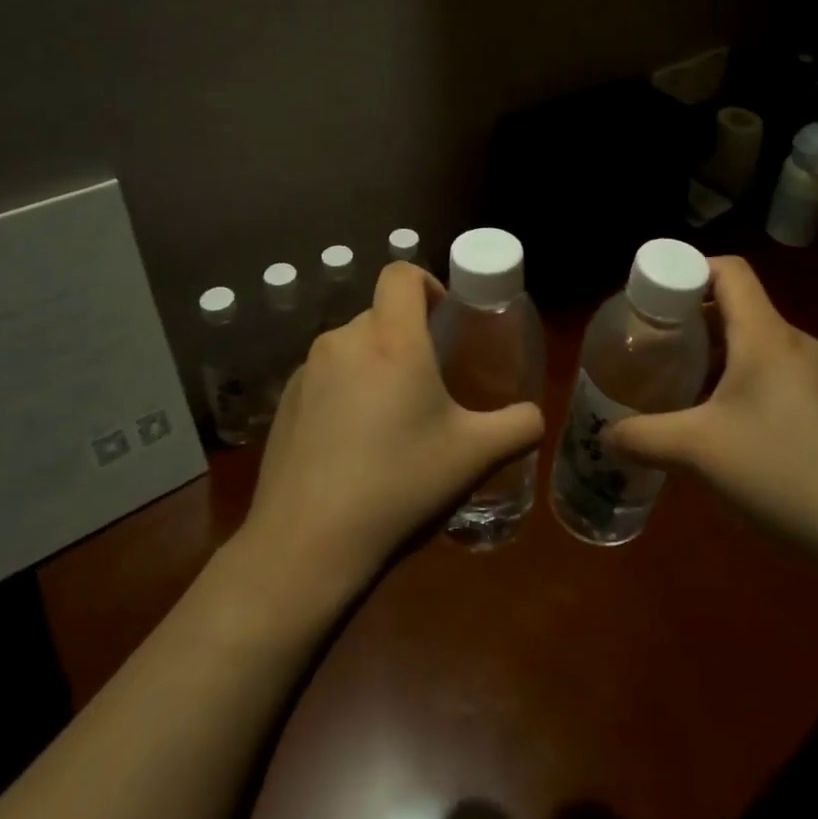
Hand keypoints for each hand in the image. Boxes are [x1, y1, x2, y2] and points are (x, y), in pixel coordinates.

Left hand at [241, 262, 543, 595]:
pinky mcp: (284, 403)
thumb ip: (519, 426)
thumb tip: (533, 416)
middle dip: (407, 336)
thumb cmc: (400, 485)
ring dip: (376, 366)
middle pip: (380, 314)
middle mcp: (345, 342)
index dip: (427, 282)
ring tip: (392, 421)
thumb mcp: (476, 457)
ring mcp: (307, 372)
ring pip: (352, 348)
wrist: (307, 544)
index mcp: (392, 340)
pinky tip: (352, 448)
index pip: (401, 274)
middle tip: (430, 383)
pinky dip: (344, 393)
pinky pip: (324, 379)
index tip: (445, 319)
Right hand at [603, 256, 817, 575]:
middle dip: (692, 323)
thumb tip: (604, 435)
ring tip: (684, 391)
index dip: (688, 270)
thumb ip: (643, 438)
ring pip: (758, 345)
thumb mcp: (699, 453)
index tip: (653, 299)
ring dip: (717, 357)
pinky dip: (745, 382)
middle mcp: (796, 343)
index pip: (729, 270)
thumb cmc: (783, 471)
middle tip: (656, 350)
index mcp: (766, 335)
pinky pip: (779, 374)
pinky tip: (729, 428)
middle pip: (739, 308)